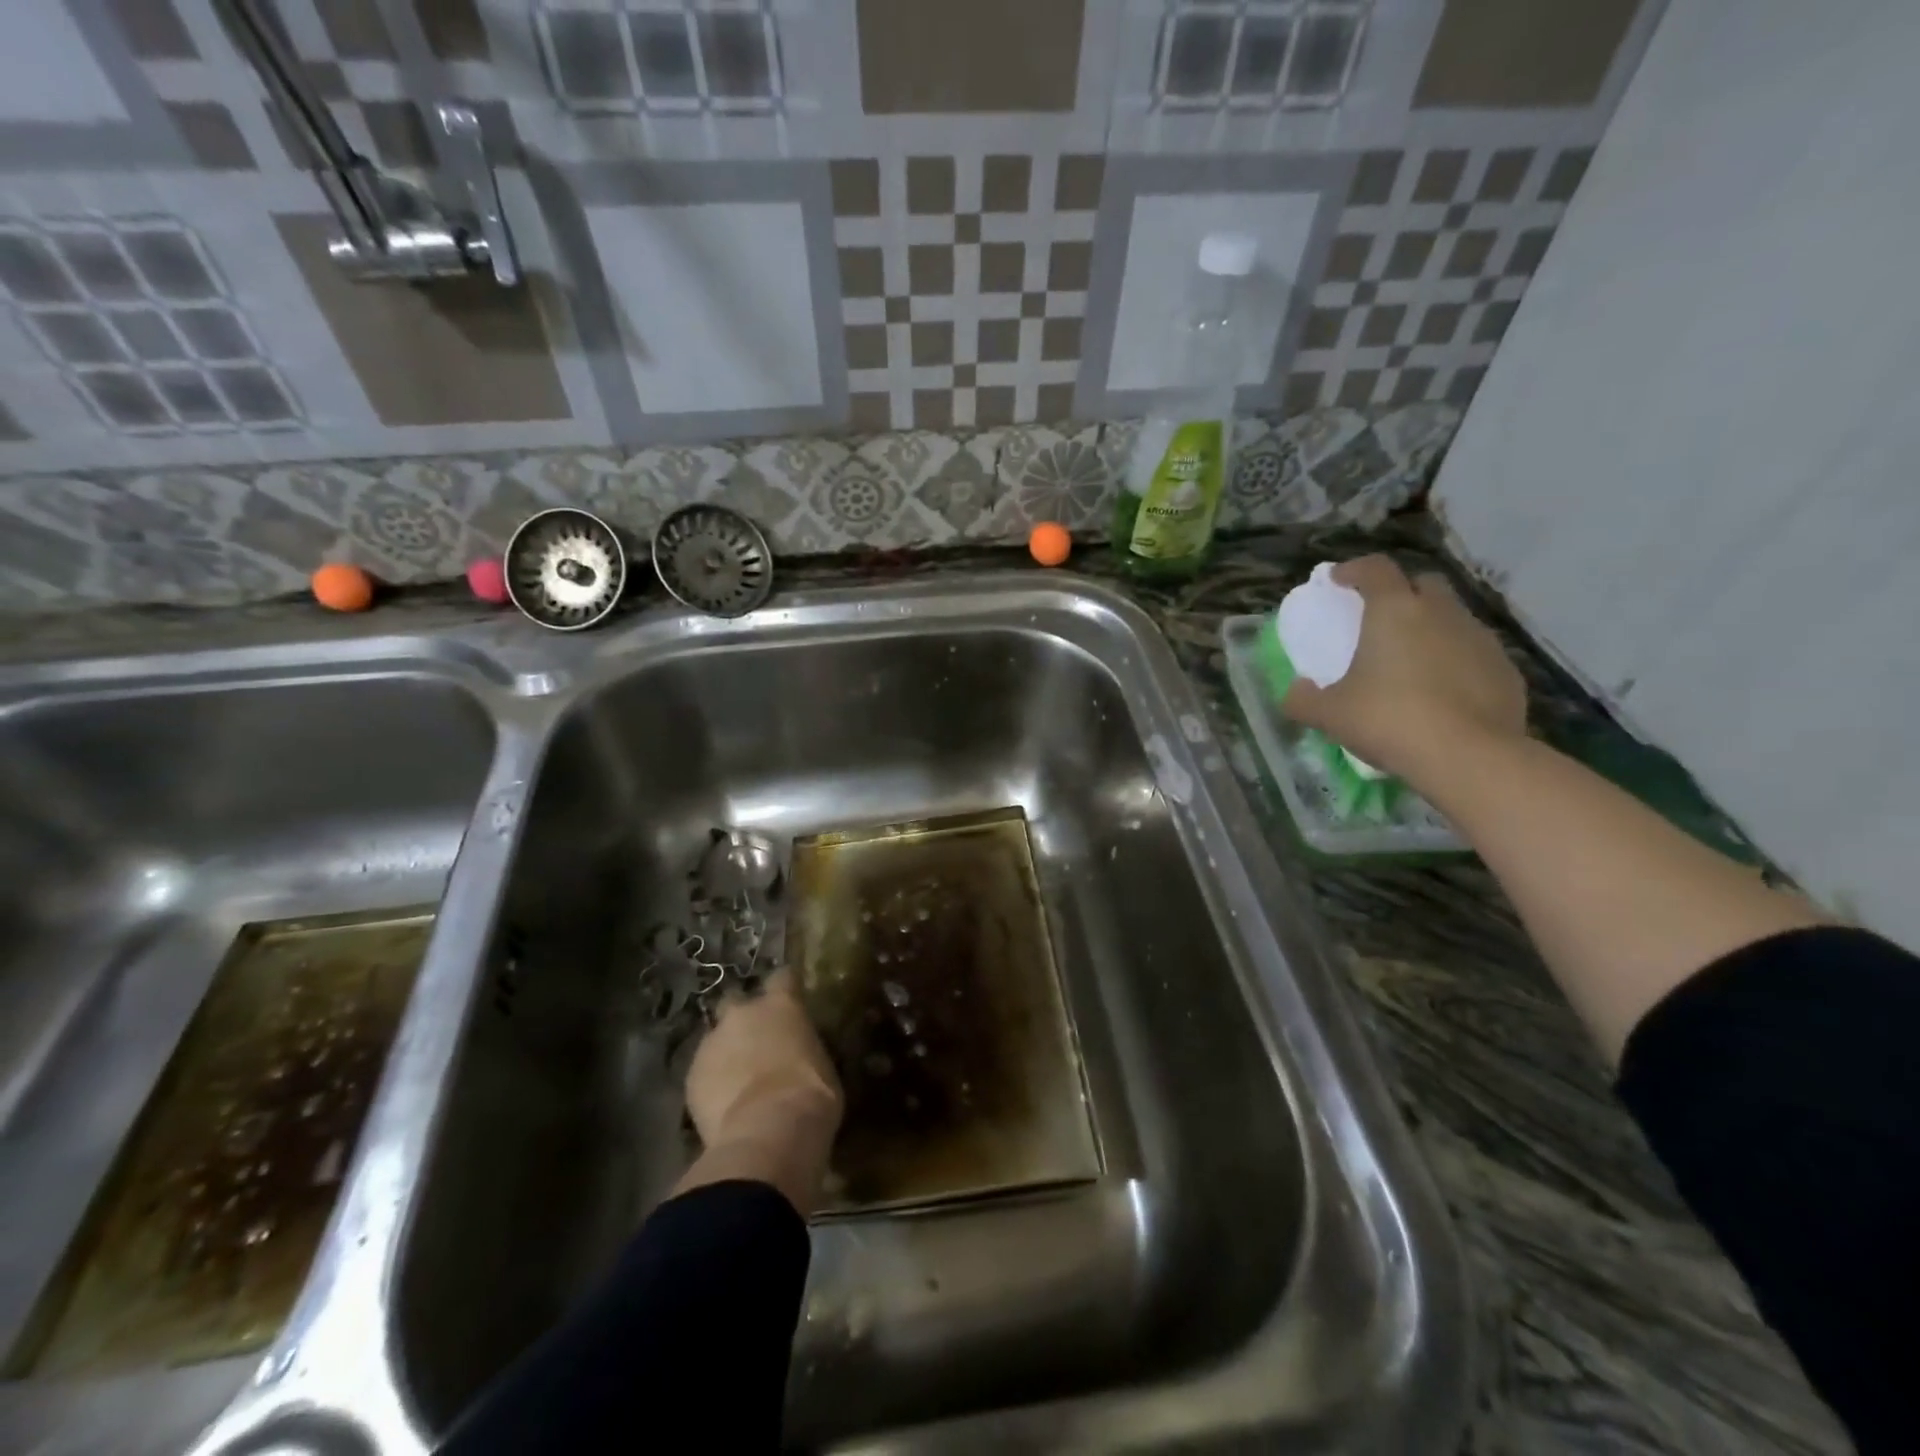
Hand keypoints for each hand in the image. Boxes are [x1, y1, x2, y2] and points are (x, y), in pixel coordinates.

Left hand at [677, 970, 843, 1212]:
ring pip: (715, 1039)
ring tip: (737, 1080)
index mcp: (782, 1004)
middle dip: (743, 1019)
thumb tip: (798, 1053)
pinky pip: (702, 1072)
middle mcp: (743, 1013)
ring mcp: (712, 1043)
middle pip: (736, 1001)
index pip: (783, 977)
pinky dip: (712, 1082)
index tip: (790, 1000)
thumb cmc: (811, 1094)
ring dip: (725, 1052)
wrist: (767, 1132)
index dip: (785, 988)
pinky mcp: (690, 1076)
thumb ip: (802, 1048)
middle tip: (755, 1043)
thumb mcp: (821, 1063)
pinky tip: (723, 1103)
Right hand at [1280, 555, 1527, 785]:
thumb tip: (1294, 692)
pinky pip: (1473, 653)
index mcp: (1394, 611)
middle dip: (1401, 593)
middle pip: (1423, 584)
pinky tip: (1442, 693)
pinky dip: (1455, 662)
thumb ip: (1303, 699)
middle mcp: (1441, 613)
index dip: (1354, 570)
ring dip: (1431, 629)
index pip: (1375, 569)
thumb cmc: (1388, 720)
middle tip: (1380, 620)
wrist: (1468, 757)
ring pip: (1452, 618)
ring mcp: (1480, 639)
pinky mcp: (1506, 670)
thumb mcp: (1329, 715)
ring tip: (1411, 662)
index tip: (1338, 581)